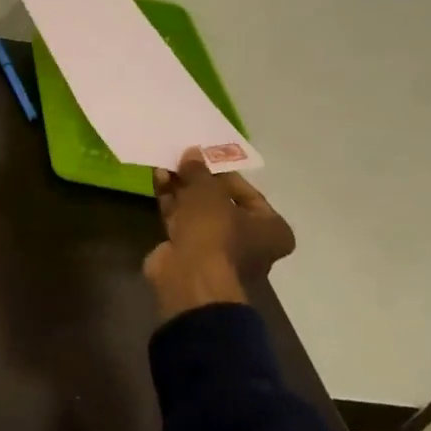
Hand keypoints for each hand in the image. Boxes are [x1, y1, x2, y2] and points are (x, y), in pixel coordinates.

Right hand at [143, 148, 296, 321]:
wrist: (189, 278)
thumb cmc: (214, 232)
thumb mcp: (208, 192)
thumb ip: (200, 171)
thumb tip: (192, 152)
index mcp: (271, 229)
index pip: (249, 194)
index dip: (224, 173)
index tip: (204, 158)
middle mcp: (249, 242)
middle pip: (221, 203)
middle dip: (198, 182)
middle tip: (182, 160)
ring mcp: (217, 250)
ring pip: (199, 213)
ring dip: (182, 189)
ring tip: (165, 166)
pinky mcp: (190, 253)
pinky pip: (182, 222)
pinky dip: (172, 203)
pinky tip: (159, 181)